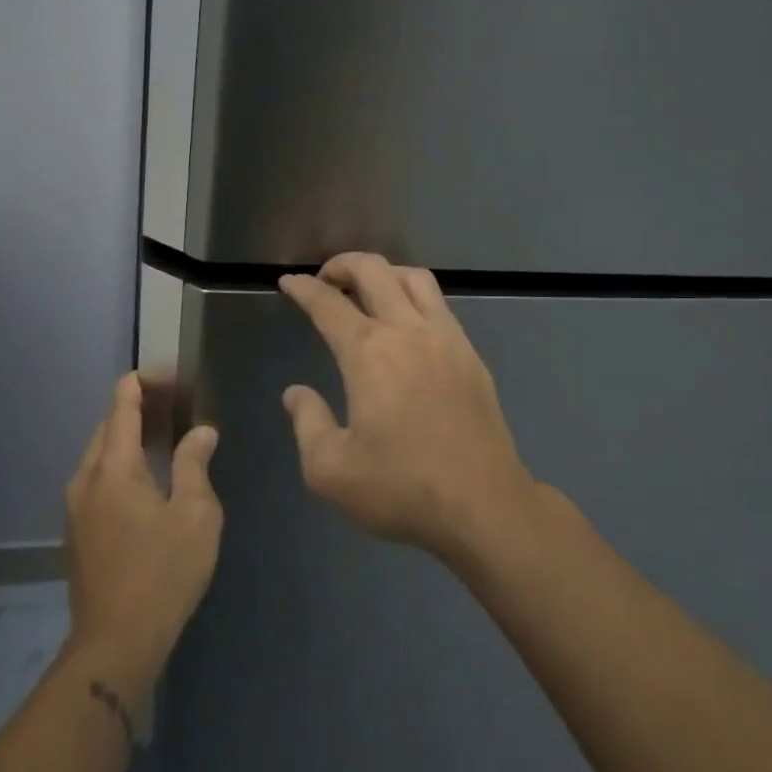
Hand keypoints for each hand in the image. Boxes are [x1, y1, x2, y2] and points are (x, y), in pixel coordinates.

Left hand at [63, 373, 222, 704]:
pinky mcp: (77, 531)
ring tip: (166, 436)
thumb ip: (194, 465)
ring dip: (128, 438)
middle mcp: (86, 478)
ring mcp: (76, 507)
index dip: (142, 381)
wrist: (115, 642)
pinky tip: (147, 479)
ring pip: (100, 455)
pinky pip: (97, 480)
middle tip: (177, 405)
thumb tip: (202, 431)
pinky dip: (120, 464)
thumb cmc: (163, 572)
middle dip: (138, 408)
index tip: (169, 373)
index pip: (122, 405)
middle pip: (108, 427)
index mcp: (113, 467)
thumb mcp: (195, 515)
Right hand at [279, 253, 537, 564]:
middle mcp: (408, 332)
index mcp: (369, 353)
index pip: (328, 304)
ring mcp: (446, 339)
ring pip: (414, 278)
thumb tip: (296, 393)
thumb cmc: (401, 489)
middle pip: (374, 270)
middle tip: (324, 280)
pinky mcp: (470, 355)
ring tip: (365, 291)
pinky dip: (413, 296)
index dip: (304, 288)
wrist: (483, 506)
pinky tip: (406, 323)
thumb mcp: (330, 469)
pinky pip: (439, 304)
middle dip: (342, 264)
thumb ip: (307, 422)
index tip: (289, 282)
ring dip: (383, 272)